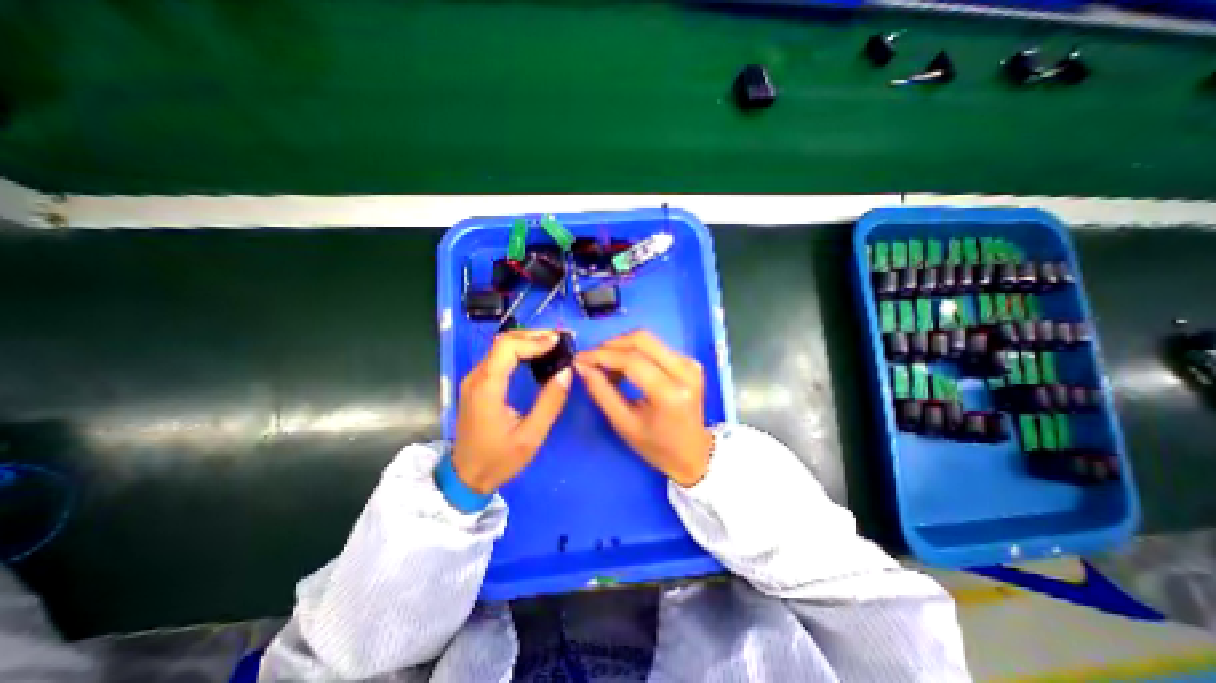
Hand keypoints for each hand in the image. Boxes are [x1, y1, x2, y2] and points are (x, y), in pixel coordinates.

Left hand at [452, 328, 574, 493]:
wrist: (466, 477)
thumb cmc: (498, 459)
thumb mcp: (531, 436)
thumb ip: (550, 402)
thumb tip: (566, 371)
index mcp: (487, 388)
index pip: (507, 347)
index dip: (534, 340)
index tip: (559, 342)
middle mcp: (476, 377)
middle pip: (503, 341)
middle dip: (534, 335)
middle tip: (561, 339)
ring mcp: (474, 379)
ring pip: (500, 347)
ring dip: (527, 341)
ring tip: (553, 344)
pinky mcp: (477, 384)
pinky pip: (498, 357)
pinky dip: (519, 351)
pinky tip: (536, 356)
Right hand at [575, 328, 715, 483]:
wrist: (694, 453)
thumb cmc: (657, 446)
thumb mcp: (623, 424)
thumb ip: (601, 392)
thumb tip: (582, 365)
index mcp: (670, 393)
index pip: (631, 361)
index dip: (602, 355)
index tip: (579, 358)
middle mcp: (685, 371)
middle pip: (641, 340)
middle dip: (610, 345)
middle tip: (591, 360)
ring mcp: (690, 363)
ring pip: (647, 339)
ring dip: (621, 347)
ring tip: (605, 367)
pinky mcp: (689, 361)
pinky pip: (655, 346)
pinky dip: (634, 351)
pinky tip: (623, 367)